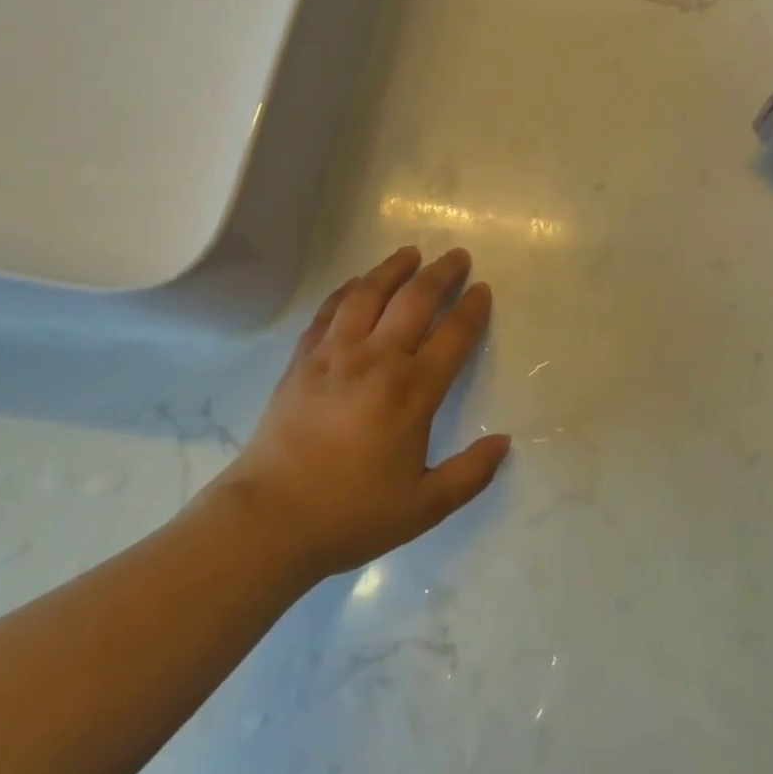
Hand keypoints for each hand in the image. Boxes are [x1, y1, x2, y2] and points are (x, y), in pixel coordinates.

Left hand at [217, 247, 509, 580]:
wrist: (268, 520)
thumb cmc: (350, 514)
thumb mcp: (423, 507)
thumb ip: (469, 474)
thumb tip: (504, 442)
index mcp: (412, 391)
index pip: (453, 335)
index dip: (472, 309)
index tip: (482, 289)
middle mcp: (377, 359)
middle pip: (415, 300)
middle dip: (441, 273)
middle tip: (457, 255)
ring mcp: (335, 354)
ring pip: (369, 294)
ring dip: (393, 269)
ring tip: (410, 253)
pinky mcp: (303, 360)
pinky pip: (329, 311)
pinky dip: (347, 290)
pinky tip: (357, 282)